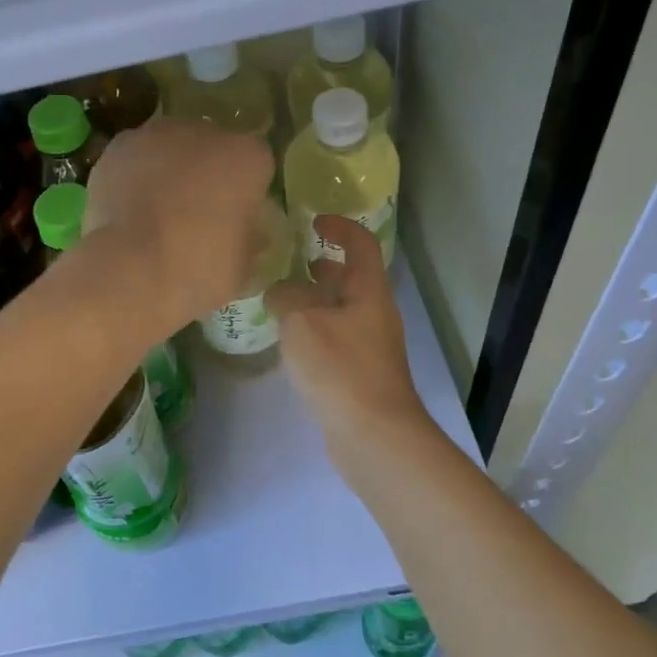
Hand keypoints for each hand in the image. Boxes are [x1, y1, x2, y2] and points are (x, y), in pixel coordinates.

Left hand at [82, 118, 274, 331]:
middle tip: (194, 213)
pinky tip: (128, 210)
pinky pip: (135, 160)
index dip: (245, 191)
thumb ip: (247, 235)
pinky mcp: (118, 147)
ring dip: (167, 171)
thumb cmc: (199, 270)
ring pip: (170, 148)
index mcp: (247, 157)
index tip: (234, 217)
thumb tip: (241, 230)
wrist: (131, 271)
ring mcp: (156, 135)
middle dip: (205, 173)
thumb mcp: (243, 264)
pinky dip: (133, 178)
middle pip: (210, 147)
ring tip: (155, 213)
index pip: (256, 164)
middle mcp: (204, 133)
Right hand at [269, 217, 429, 450]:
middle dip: (324, 266)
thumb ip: (286, 297)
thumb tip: (281, 293)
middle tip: (291, 265)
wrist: (373, 435)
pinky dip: (316, 329)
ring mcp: (371, 346)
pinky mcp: (362, 374)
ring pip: (343, 310)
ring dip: (317, 301)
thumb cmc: (340, 368)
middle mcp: (375, 314)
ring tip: (282, 303)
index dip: (340, 226)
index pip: (361, 244)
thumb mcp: (301, 321)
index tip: (313, 221)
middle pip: (353, 278)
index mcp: (369, 291)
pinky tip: (292, 344)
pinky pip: (337, 338)